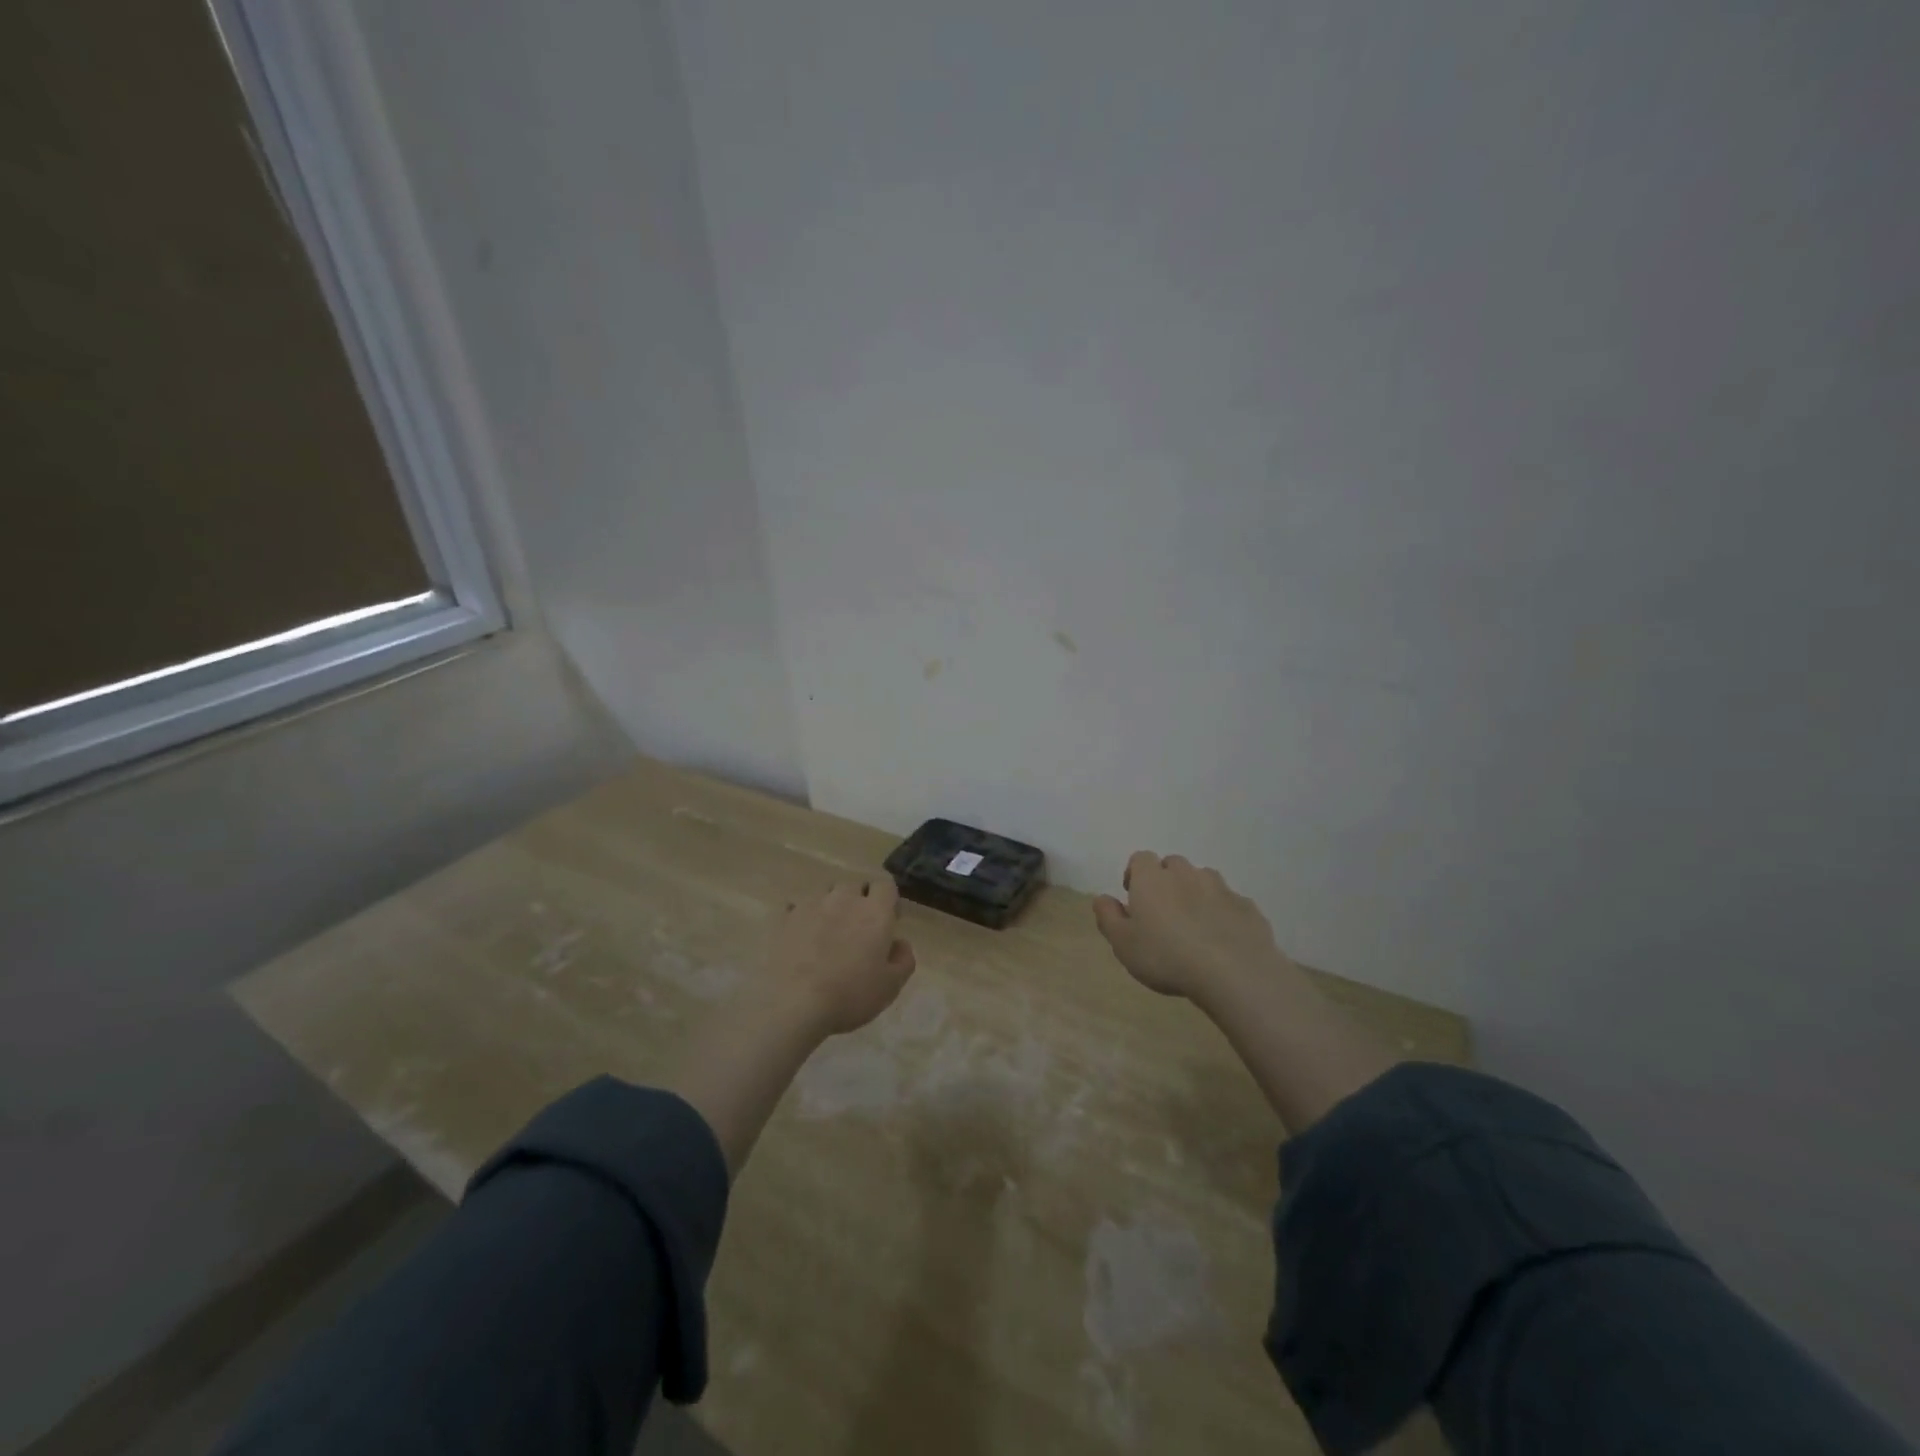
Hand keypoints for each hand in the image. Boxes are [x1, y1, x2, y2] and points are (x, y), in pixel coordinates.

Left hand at [768, 878, 916, 1035]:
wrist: (794, 1005)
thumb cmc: (850, 995)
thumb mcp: (891, 986)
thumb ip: (903, 959)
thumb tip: (900, 943)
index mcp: (875, 912)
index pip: (886, 885)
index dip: (888, 900)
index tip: (888, 921)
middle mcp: (844, 899)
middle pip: (855, 885)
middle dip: (859, 901)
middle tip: (857, 929)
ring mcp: (811, 904)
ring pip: (825, 893)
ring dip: (830, 906)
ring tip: (827, 932)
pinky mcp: (784, 917)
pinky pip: (797, 907)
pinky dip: (802, 917)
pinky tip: (801, 937)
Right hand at [1093, 852, 1291, 1004]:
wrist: (1232, 972)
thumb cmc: (1166, 956)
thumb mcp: (1123, 944)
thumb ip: (1108, 917)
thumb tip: (1101, 898)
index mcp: (1152, 879)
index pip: (1141, 859)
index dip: (1136, 874)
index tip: (1134, 898)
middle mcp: (1185, 874)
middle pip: (1173, 865)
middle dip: (1167, 881)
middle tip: (1164, 913)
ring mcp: (1220, 888)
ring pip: (1204, 880)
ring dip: (1196, 893)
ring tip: (1194, 924)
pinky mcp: (1246, 906)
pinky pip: (1230, 902)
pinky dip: (1223, 913)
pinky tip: (1222, 938)